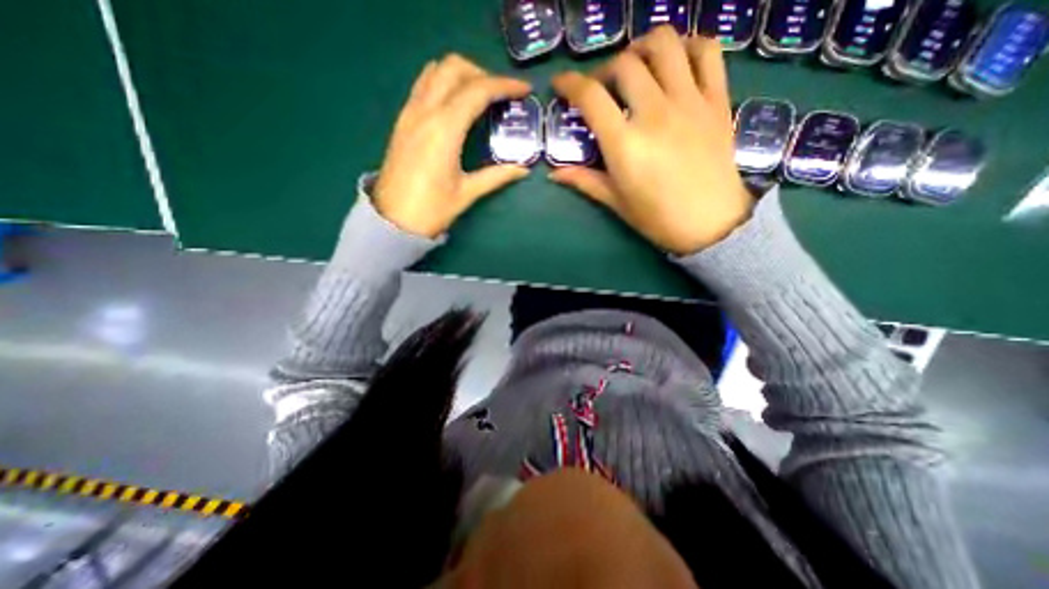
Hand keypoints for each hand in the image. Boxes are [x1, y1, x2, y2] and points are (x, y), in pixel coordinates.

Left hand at [374, 53, 534, 237]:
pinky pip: (424, 85)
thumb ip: (496, 176)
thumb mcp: (467, 193)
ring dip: (461, 75)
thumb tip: (523, 170)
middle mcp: (425, 110)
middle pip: (454, 68)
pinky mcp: (403, 120)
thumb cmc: (431, 209)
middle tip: (501, 95)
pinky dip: (444, 83)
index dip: (504, 85)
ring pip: (435, 70)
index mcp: (444, 128)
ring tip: (481, 96)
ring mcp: (410, 112)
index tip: (523, 89)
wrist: (392, 220)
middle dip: (482, 74)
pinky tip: (456, 104)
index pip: (478, 90)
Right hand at [551, 25, 754, 254]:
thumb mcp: (616, 202)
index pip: (591, 97)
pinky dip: (688, 45)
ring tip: (636, 65)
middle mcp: (655, 113)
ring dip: (642, 46)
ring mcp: (689, 102)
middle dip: (604, 70)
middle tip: (602, 88)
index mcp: (625, 144)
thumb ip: (584, 181)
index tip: (561, 84)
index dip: (569, 83)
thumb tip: (554, 173)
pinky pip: (707, 52)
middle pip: (624, 64)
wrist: (711, 224)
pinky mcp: (717, 100)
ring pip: (664, 44)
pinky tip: (676, 60)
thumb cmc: (657, 218)